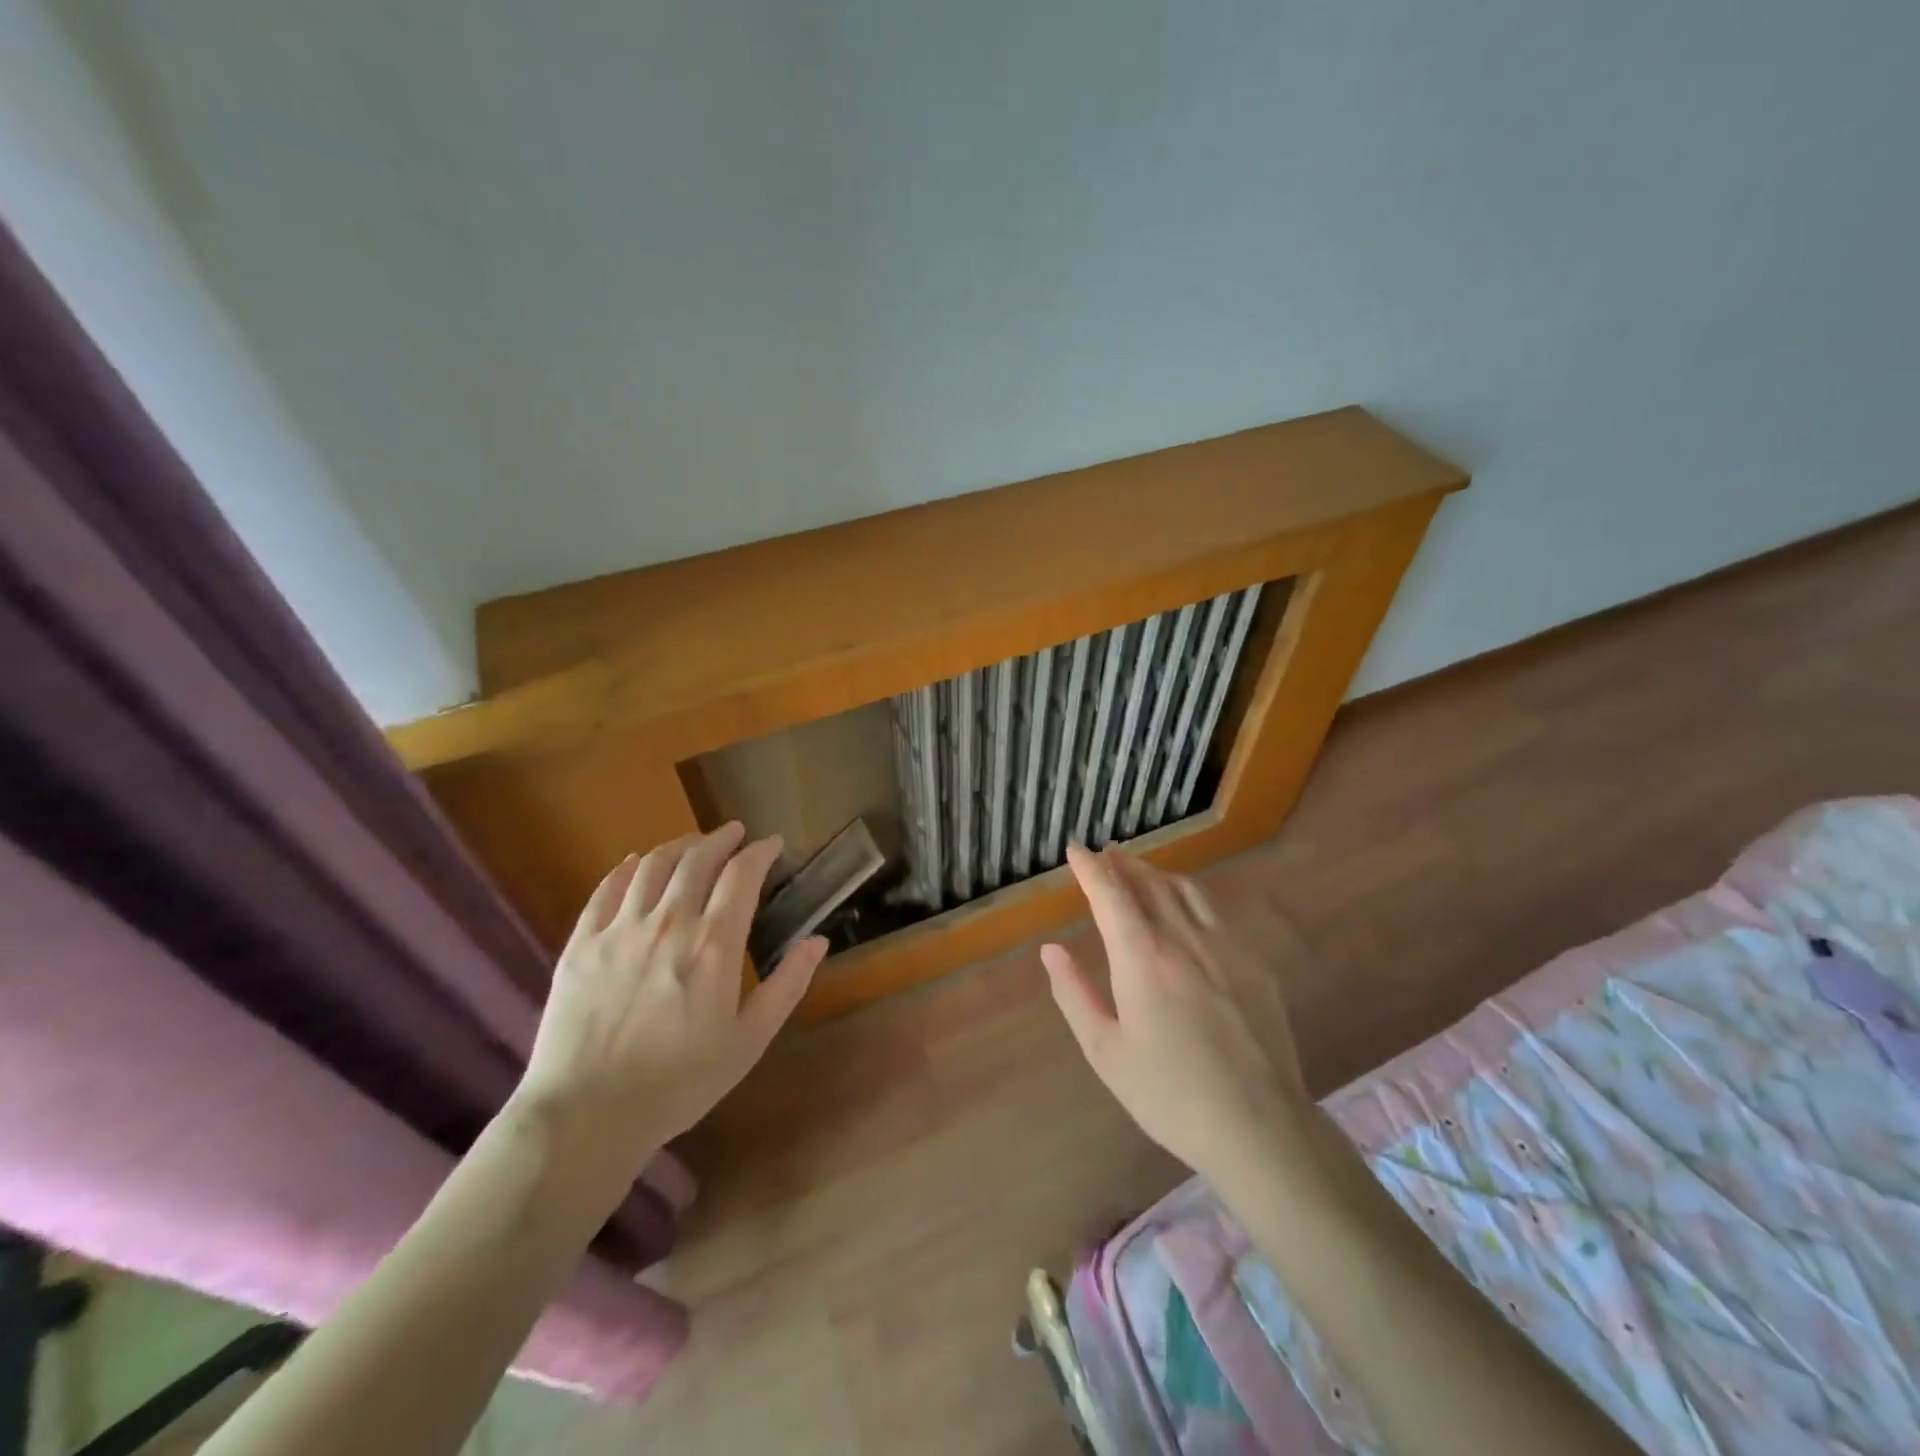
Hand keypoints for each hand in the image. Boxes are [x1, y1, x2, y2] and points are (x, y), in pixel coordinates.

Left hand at [512, 823, 825, 1170]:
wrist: (587, 1115)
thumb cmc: (680, 1082)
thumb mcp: (749, 1040)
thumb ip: (787, 985)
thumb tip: (818, 941)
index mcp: (712, 945)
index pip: (741, 875)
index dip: (760, 852)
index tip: (771, 844)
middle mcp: (668, 924)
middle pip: (697, 859)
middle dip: (721, 838)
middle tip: (734, 833)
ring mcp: (619, 930)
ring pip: (652, 865)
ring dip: (678, 846)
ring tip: (693, 843)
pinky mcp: (581, 944)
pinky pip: (606, 889)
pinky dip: (626, 868)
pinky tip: (635, 864)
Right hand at [1042, 844, 1310, 1183]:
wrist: (1260, 1127)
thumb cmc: (1169, 1095)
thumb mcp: (1105, 1052)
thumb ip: (1074, 994)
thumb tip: (1051, 949)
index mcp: (1142, 959)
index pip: (1111, 895)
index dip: (1090, 868)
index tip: (1076, 849)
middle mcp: (1184, 940)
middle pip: (1150, 884)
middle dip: (1124, 863)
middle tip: (1107, 852)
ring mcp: (1226, 949)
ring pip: (1188, 892)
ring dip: (1159, 874)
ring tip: (1142, 872)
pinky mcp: (1255, 967)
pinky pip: (1216, 916)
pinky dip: (1190, 899)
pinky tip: (1188, 913)